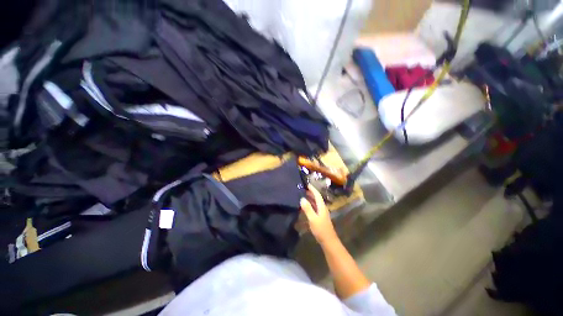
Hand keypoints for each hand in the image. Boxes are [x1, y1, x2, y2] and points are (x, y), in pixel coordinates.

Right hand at [300, 185, 338, 245]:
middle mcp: (322, 208)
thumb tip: (302, 198)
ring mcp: (321, 213)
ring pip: (315, 203)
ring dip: (310, 198)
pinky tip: (305, 206)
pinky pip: (314, 208)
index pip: (317, 195)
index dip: (312, 189)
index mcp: (322, 206)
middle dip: (311, 192)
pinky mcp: (320, 217)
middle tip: (303, 188)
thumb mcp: (313, 219)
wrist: (328, 241)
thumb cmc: (321, 229)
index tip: (307, 184)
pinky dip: (310, 205)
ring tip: (303, 195)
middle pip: (317, 198)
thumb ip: (307, 208)